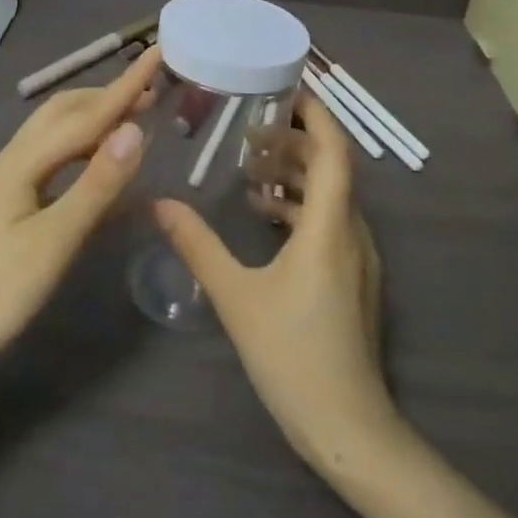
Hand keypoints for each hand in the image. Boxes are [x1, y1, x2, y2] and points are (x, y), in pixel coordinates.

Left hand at [0, 46, 162, 368]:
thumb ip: (96, 185)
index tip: (158, 53)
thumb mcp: (55, 240)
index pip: (86, 115)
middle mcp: (13, 160)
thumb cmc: (0, 292)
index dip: (126, 86)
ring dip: (95, 120)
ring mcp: (9, 181)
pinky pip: (54, 159)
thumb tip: (135, 129)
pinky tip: (101, 167)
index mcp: (22, 162)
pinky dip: (84, 150)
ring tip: (133, 121)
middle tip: (153, 92)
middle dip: (108, 96)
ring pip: (56, 134)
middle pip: (64, 112)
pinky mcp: (11, 203)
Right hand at [153, 93, 397, 473]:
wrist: (348, 430)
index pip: (333, 152)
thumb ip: (198, 245)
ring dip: (295, 176)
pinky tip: (265, 216)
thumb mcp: (236, 296)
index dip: (315, 115)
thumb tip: (158, 203)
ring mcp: (358, 258)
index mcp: (330, 227)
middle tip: (248, 133)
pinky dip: (300, 207)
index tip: (287, 87)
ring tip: (250, 170)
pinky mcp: (353, 279)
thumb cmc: (293, 356)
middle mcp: (353, 233)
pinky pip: (330, 222)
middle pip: (331, 169)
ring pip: (330, 197)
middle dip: (293, 143)